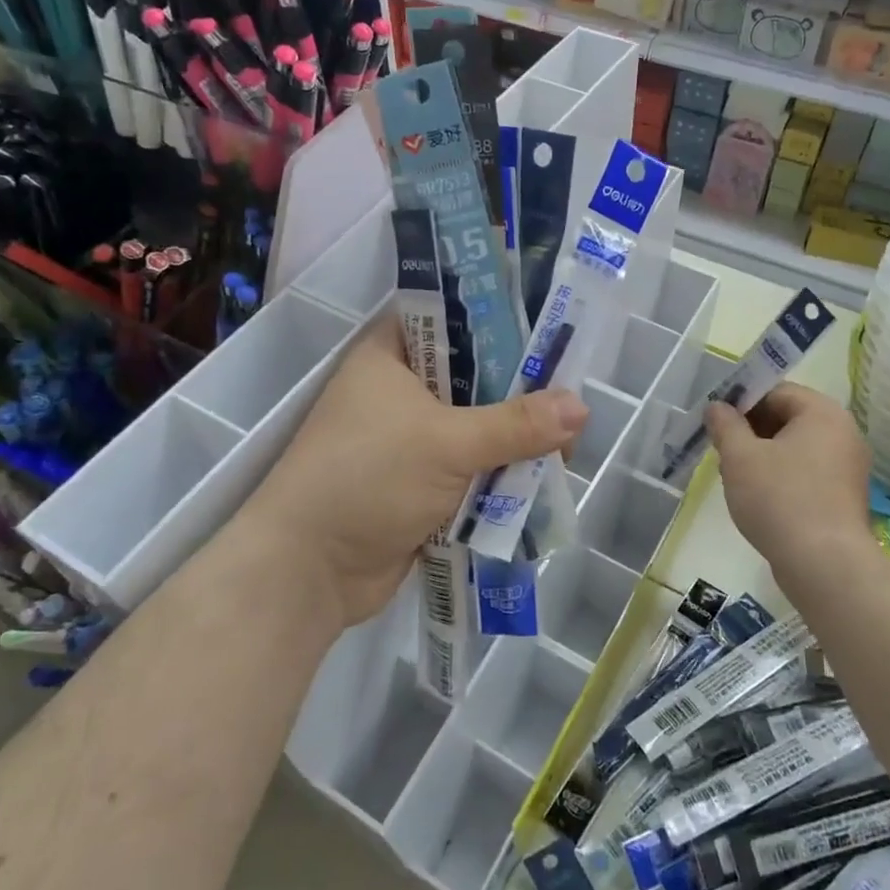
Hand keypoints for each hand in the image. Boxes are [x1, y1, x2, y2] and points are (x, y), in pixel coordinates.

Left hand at [238, 319, 587, 632]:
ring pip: (477, 427)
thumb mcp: (446, 443)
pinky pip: (471, 469)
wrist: (307, 571)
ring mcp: (410, 439)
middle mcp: (400, 389)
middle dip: (521, 395)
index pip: (453, 318)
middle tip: (570, 407)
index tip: (553, 336)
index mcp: (391, 355)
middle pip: (475, 378)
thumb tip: (582, 407)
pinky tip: (541, 482)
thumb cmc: (367, 479)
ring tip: (565, 452)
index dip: (502, 323)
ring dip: (514, 442)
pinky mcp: (420, 483)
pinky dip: (499, 476)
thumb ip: (516, 425)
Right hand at [707, 383, 871, 586]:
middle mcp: (843, 433)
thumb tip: (717, 407)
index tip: (715, 421)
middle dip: (750, 430)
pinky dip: (781, 477)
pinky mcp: (844, 497)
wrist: (824, 564)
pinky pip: (807, 473)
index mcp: (822, 413)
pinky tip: (758, 499)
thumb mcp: (740, 457)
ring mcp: (848, 467)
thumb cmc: (779, 499)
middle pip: (787, 418)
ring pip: (795, 447)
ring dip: (763, 455)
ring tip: (735, 477)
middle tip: (721, 450)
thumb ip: (725, 425)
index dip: (741, 401)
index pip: (776, 391)